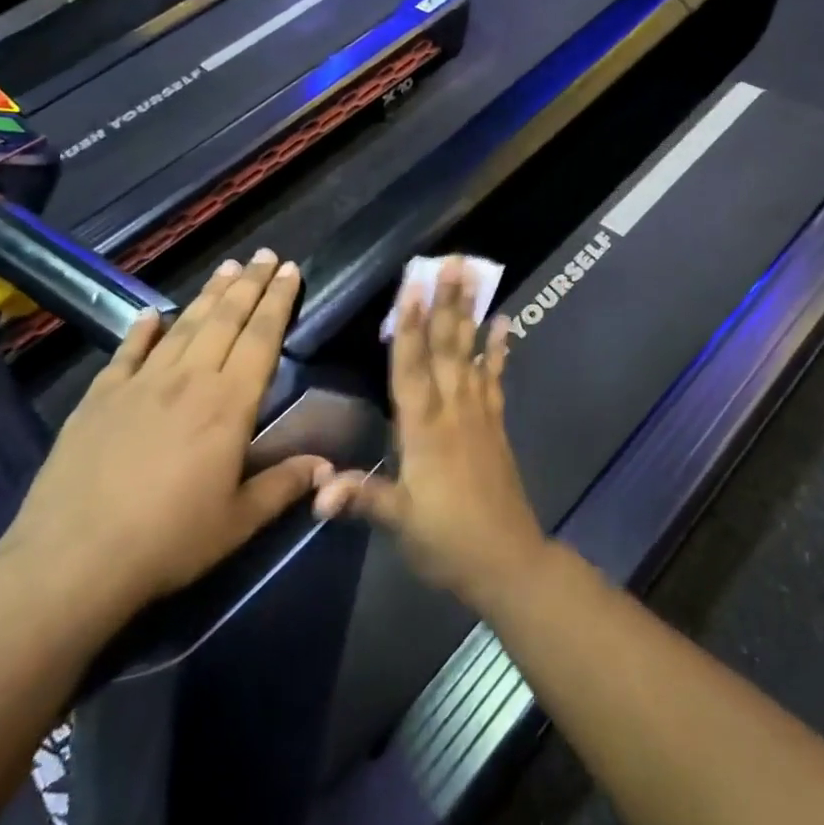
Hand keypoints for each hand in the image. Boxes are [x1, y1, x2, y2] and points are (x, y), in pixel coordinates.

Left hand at [0, 250, 325, 630]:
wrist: (73, 560)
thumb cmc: (169, 541)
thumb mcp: (239, 521)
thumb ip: (284, 486)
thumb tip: (329, 467)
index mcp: (228, 404)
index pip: (262, 338)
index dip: (278, 301)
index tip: (290, 269)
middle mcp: (188, 380)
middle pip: (225, 319)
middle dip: (250, 285)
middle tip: (264, 254)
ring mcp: (140, 384)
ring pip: (183, 326)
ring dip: (208, 295)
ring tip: (227, 268)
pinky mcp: (99, 397)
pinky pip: (127, 352)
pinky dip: (142, 330)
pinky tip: (152, 314)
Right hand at [313, 257, 550, 615]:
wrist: (507, 562)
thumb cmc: (447, 541)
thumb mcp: (400, 522)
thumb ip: (362, 498)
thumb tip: (316, 493)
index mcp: (424, 430)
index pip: (412, 368)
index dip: (408, 327)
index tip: (411, 287)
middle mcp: (453, 411)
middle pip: (447, 349)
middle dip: (447, 304)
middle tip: (452, 263)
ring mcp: (479, 415)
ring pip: (472, 355)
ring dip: (471, 315)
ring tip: (476, 277)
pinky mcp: (496, 425)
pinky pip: (496, 379)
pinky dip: (500, 351)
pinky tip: (505, 323)